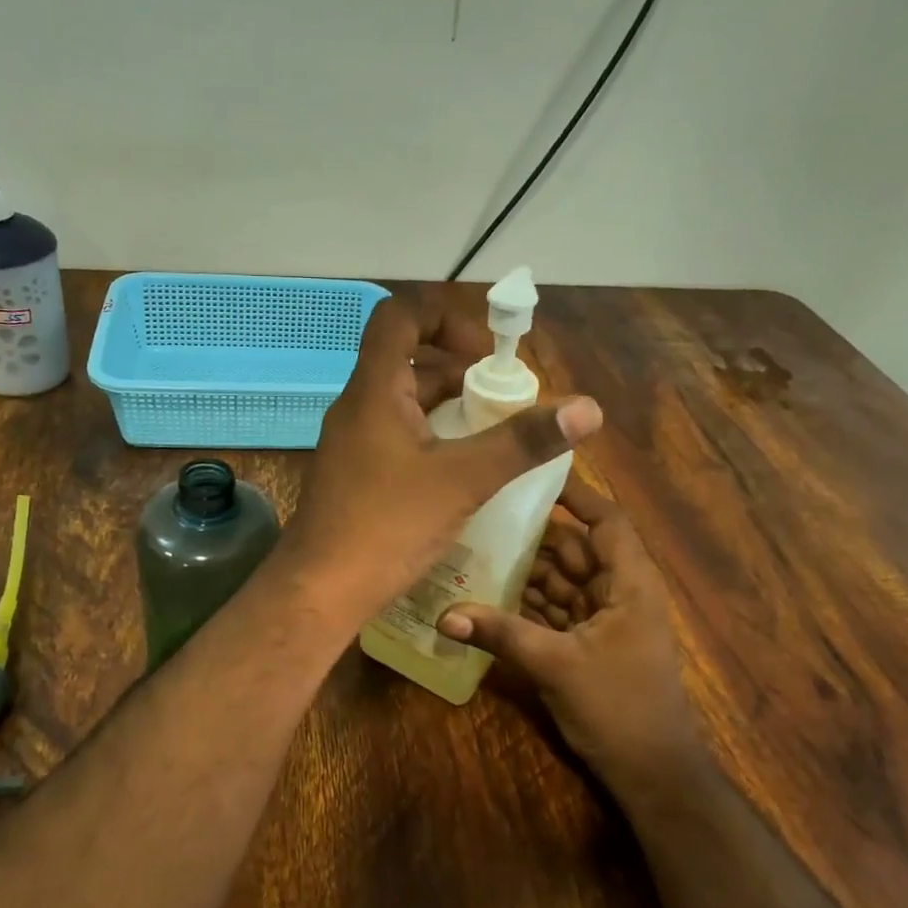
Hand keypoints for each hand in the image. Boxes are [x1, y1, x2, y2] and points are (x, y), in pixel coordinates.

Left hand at [280, 297, 603, 624]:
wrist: (319, 591)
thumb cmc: (387, 527)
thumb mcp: (463, 480)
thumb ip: (522, 442)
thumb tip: (588, 408)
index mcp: (375, 391)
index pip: (400, 316)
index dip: (446, 317)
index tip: (487, 353)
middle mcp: (357, 407)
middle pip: (408, 361)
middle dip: (460, 371)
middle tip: (503, 400)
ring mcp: (351, 442)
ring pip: (403, 403)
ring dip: (448, 408)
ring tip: (491, 436)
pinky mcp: (353, 474)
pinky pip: (396, 436)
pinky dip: (430, 439)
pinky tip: (460, 472)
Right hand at [436, 476, 690, 790]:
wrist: (652, 774)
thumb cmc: (619, 708)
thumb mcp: (556, 664)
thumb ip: (500, 633)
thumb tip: (443, 614)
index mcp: (629, 584)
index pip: (605, 522)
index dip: (574, 496)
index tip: (532, 477)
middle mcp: (618, 592)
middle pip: (573, 550)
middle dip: (531, 537)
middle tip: (480, 517)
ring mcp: (604, 620)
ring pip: (561, 581)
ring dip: (524, 572)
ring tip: (474, 552)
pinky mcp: (588, 644)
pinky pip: (554, 611)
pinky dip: (526, 604)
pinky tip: (487, 596)